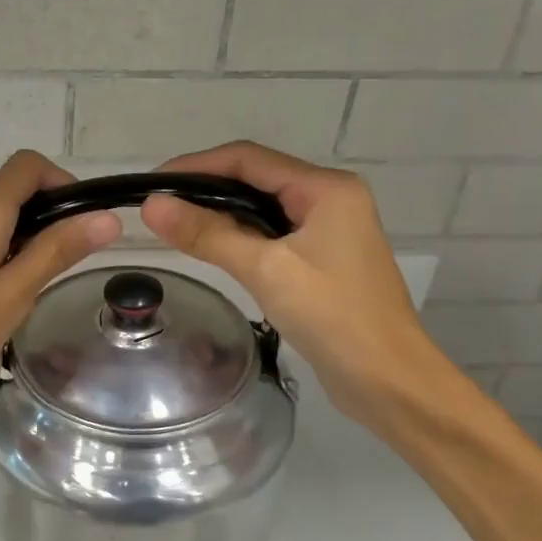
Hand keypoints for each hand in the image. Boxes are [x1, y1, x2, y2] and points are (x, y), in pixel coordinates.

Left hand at [0, 151, 121, 430]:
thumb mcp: (13, 295)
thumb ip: (57, 251)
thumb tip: (107, 218)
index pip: (28, 165)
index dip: (63, 183)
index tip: (84, 225)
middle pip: (11, 188)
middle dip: (47, 215)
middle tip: (66, 266)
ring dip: (23, 237)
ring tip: (34, 287)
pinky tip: (0, 295)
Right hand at [139, 142, 444, 425]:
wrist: (389, 381)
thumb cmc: (333, 317)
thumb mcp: (266, 271)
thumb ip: (208, 234)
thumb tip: (152, 206)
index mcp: (325, 189)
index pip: (248, 159)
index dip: (196, 165)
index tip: (152, 184)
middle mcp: (329, 199)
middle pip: (255, 179)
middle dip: (204, 188)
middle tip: (157, 208)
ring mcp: (328, 229)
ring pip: (261, 208)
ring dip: (219, 213)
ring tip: (173, 226)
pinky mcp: (321, 258)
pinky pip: (271, 234)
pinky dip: (238, 236)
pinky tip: (211, 249)